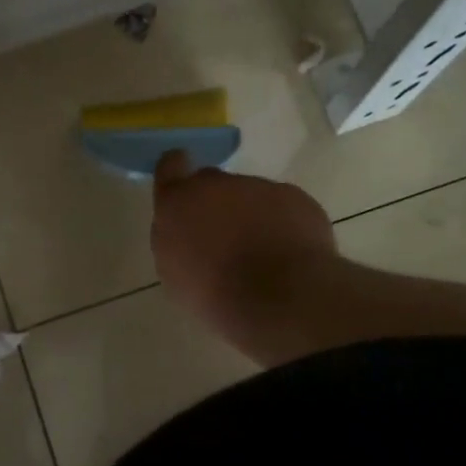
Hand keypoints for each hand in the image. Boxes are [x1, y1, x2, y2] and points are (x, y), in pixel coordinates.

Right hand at [151, 151, 336, 341]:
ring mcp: (259, 186)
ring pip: (250, 196)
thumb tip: (187, 232)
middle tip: (224, 240)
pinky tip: (287, 254)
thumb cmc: (215, 295)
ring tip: (262, 255)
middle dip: (215, 204)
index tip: (184, 191)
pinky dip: (282, 224)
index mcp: (179, 201)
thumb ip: (176, 240)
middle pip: (212, 183)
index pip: (170, 166)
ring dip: (251, 216)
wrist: (279, 299)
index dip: (176, 174)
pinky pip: (282, 206)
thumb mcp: (174, 275)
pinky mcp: (294, 197)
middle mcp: (216, 183)